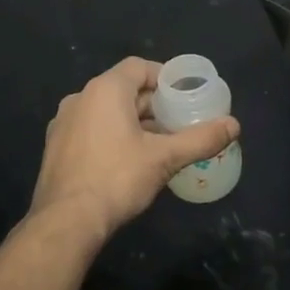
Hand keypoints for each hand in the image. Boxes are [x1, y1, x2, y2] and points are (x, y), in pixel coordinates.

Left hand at [29, 57, 239, 239]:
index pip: (139, 67)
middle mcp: (80, 98)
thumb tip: (234, 125)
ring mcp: (63, 123)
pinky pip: (91, 130)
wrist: (66, 222)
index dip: (164, 77)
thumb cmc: (117, 179)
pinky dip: (112, 136)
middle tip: (179, 123)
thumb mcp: (165, 158)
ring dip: (133, 122)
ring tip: (159, 144)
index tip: (185, 95)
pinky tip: (129, 161)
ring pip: (106, 112)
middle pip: (123, 90)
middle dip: (153, 105)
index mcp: (105, 90)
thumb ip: (200, 139)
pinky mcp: (56, 147)